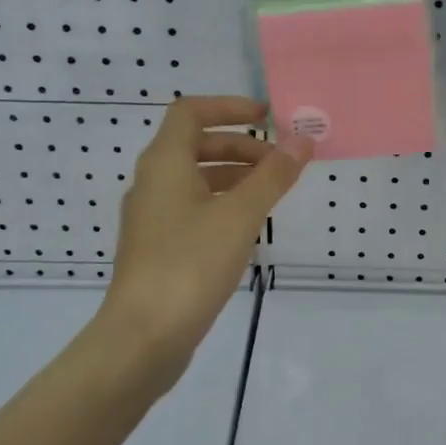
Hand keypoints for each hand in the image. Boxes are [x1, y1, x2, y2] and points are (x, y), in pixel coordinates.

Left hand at [100, 96, 312, 395]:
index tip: (268, 117)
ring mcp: (152, 218)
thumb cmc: (190, 264)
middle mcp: (153, 183)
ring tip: (272, 194)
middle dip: (241, 146)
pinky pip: (193, 208)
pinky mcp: (158, 248)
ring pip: (196, 179)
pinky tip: (248, 228)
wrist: (143, 338)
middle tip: (280, 162)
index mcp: (164, 163)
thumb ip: (273, 175)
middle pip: (195, 145)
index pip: (190, 111)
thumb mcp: (240, 215)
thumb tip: (302, 138)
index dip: (229, 107)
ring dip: (234, 175)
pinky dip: (222, 203)